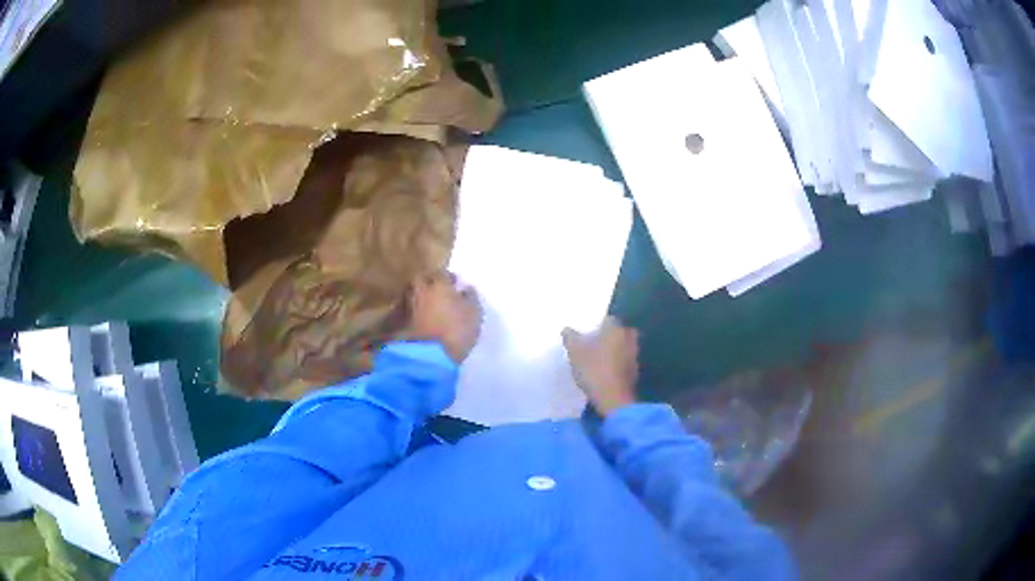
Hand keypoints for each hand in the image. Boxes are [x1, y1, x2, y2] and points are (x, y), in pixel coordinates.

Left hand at [406, 271, 482, 362]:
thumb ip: (470, 297)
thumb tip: (465, 288)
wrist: (425, 357)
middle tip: (441, 299)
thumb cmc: (455, 331)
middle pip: (424, 282)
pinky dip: (411, 314)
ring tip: (430, 313)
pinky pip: (405, 312)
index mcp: (437, 281)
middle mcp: (417, 287)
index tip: (456, 290)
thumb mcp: (474, 314)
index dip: (451, 281)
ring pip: (413, 296)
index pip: (444, 274)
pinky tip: (419, 324)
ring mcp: (402, 303)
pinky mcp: (393, 321)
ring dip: (420, 301)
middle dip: (432, 288)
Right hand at [562, 316, 638, 415]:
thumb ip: (570, 337)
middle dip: (609, 336)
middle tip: (595, 344)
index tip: (588, 333)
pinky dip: (618, 363)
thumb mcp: (574, 351)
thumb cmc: (593, 369)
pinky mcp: (635, 371)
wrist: (613, 398)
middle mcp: (629, 338)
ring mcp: (634, 355)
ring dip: (614, 350)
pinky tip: (607, 371)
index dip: (597, 325)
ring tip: (600, 358)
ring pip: (623, 347)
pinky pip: (625, 361)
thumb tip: (566, 329)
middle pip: (618, 332)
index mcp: (616, 328)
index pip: (608, 319)